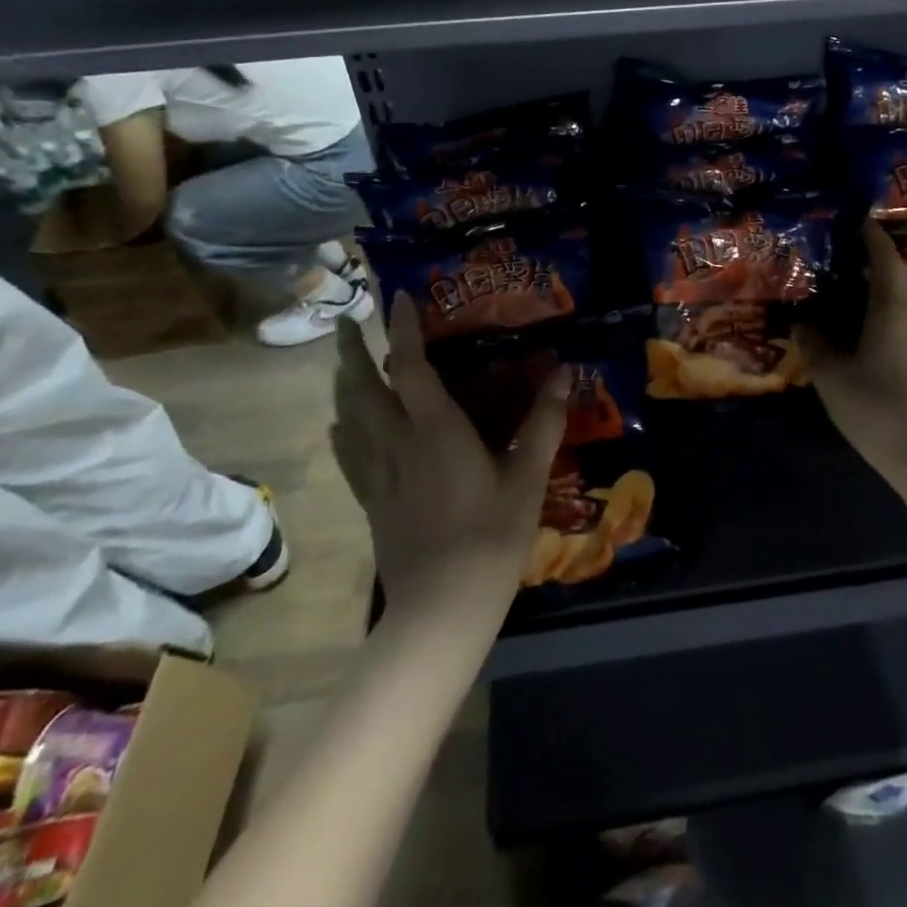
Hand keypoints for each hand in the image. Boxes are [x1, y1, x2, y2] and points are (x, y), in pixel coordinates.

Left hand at [332, 292, 569, 618]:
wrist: (441, 609)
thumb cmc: (490, 538)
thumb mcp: (527, 479)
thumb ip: (544, 424)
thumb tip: (564, 374)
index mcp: (435, 430)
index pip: (409, 367)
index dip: (403, 330)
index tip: (398, 298)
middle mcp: (397, 443)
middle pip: (361, 387)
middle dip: (352, 350)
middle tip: (347, 320)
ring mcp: (377, 475)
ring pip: (348, 417)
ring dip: (342, 383)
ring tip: (342, 362)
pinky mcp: (370, 501)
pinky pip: (349, 452)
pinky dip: (343, 427)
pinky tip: (341, 425)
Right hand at [796, 221, 906, 485]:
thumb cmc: (876, 407)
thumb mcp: (832, 375)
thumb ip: (815, 342)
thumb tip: (804, 321)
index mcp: (894, 310)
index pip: (885, 259)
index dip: (871, 236)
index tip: (854, 219)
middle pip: (895, 279)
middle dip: (870, 262)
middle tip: (837, 256)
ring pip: (900, 304)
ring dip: (875, 291)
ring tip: (843, 291)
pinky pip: (903, 325)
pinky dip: (881, 315)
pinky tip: (860, 331)